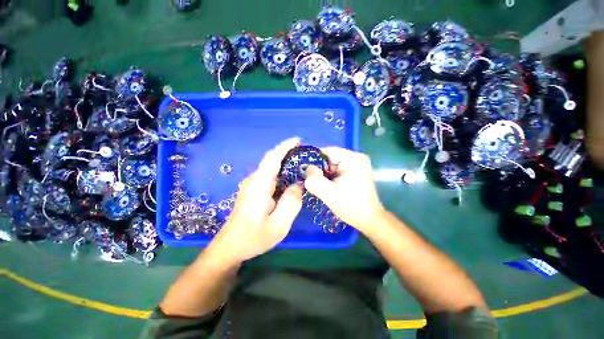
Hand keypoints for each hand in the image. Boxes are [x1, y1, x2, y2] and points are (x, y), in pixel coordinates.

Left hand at [211, 138, 303, 262]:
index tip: (298, 140)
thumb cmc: (254, 237)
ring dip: (285, 162)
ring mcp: (251, 184)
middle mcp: (254, 180)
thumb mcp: (279, 224)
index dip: (285, 147)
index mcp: (259, 185)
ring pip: (270, 167)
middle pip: (271, 160)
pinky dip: (281, 172)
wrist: (230, 247)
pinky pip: (269, 175)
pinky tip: (290, 178)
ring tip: (302, 165)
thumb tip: (298, 184)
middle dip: (288, 153)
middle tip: (306, 155)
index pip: (272, 158)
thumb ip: (291, 202)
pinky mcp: (252, 189)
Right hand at [304, 147, 384, 234]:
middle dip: (321, 169)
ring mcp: (358, 164)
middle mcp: (357, 158)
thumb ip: (314, 179)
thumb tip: (307, 168)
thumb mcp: (328, 193)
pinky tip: (331, 186)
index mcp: (352, 159)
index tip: (306, 171)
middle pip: (331, 158)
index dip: (314, 160)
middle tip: (314, 181)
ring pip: (334, 164)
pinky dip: (332, 176)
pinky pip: (339, 169)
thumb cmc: (350, 206)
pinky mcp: (357, 171)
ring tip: (323, 185)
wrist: (368, 219)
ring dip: (326, 174)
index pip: (327, 151)